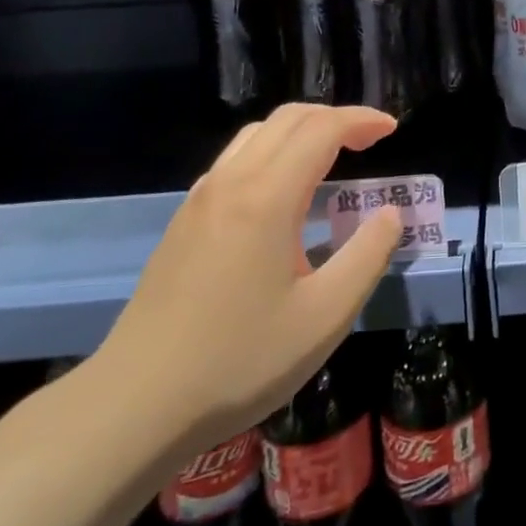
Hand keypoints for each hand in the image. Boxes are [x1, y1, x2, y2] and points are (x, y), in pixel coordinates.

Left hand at [91, 104, 402, 457]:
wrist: (133, 407)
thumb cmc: (238, 362)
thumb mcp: (325, 316)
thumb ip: (367, 256)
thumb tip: (389, 214)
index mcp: (267, 197)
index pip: (322, 129)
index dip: (362, 121)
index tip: (392, 130)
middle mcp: (231, 183)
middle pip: (288, 119)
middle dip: (335, 117)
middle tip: (369, 140)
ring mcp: (200, 200)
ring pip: (256, 134)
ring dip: (301, 131)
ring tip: (332, 156)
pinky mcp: (184, 222)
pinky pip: (235, 160)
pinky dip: (272, 152)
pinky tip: (283, 192)